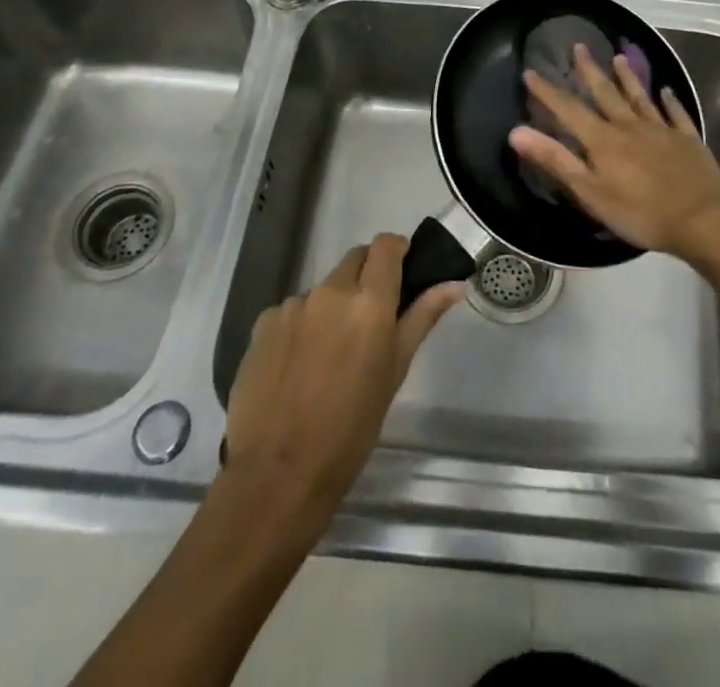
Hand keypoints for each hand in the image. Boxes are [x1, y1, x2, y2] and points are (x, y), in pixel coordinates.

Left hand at [223, 233, 460, 520]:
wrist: (277, 474)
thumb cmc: (351, 428)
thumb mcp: (395, 371)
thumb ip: (422, 317)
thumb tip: (455, 283)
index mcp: (370, 302)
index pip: (387, 245)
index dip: (396, 251)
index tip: (402, 271)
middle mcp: (331, 291)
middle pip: (355, 259)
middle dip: (367, 275)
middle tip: (370, 318)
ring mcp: (294, 305)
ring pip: (324, 287)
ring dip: (334, 305)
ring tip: (331, 353)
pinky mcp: (264, 323)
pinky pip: (293, 311)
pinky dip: (303, 326)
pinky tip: (299, 365)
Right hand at [508, 44, 719, 258]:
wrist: (701, 220)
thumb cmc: (639, 212)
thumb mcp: (589, 192)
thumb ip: (555, 160)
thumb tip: (517, 131)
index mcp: (603, 140)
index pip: (569, 110)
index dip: (548, 92)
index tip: (531, 72)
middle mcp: (630, 126)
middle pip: (606, 93)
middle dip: (590, 70)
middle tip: (579, 47)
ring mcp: (662, 130)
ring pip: (640, 97)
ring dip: (628, 77)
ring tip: (618, 57)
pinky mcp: (688, 140)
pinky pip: (676, 114)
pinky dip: (670, 100)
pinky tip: (667, 90)